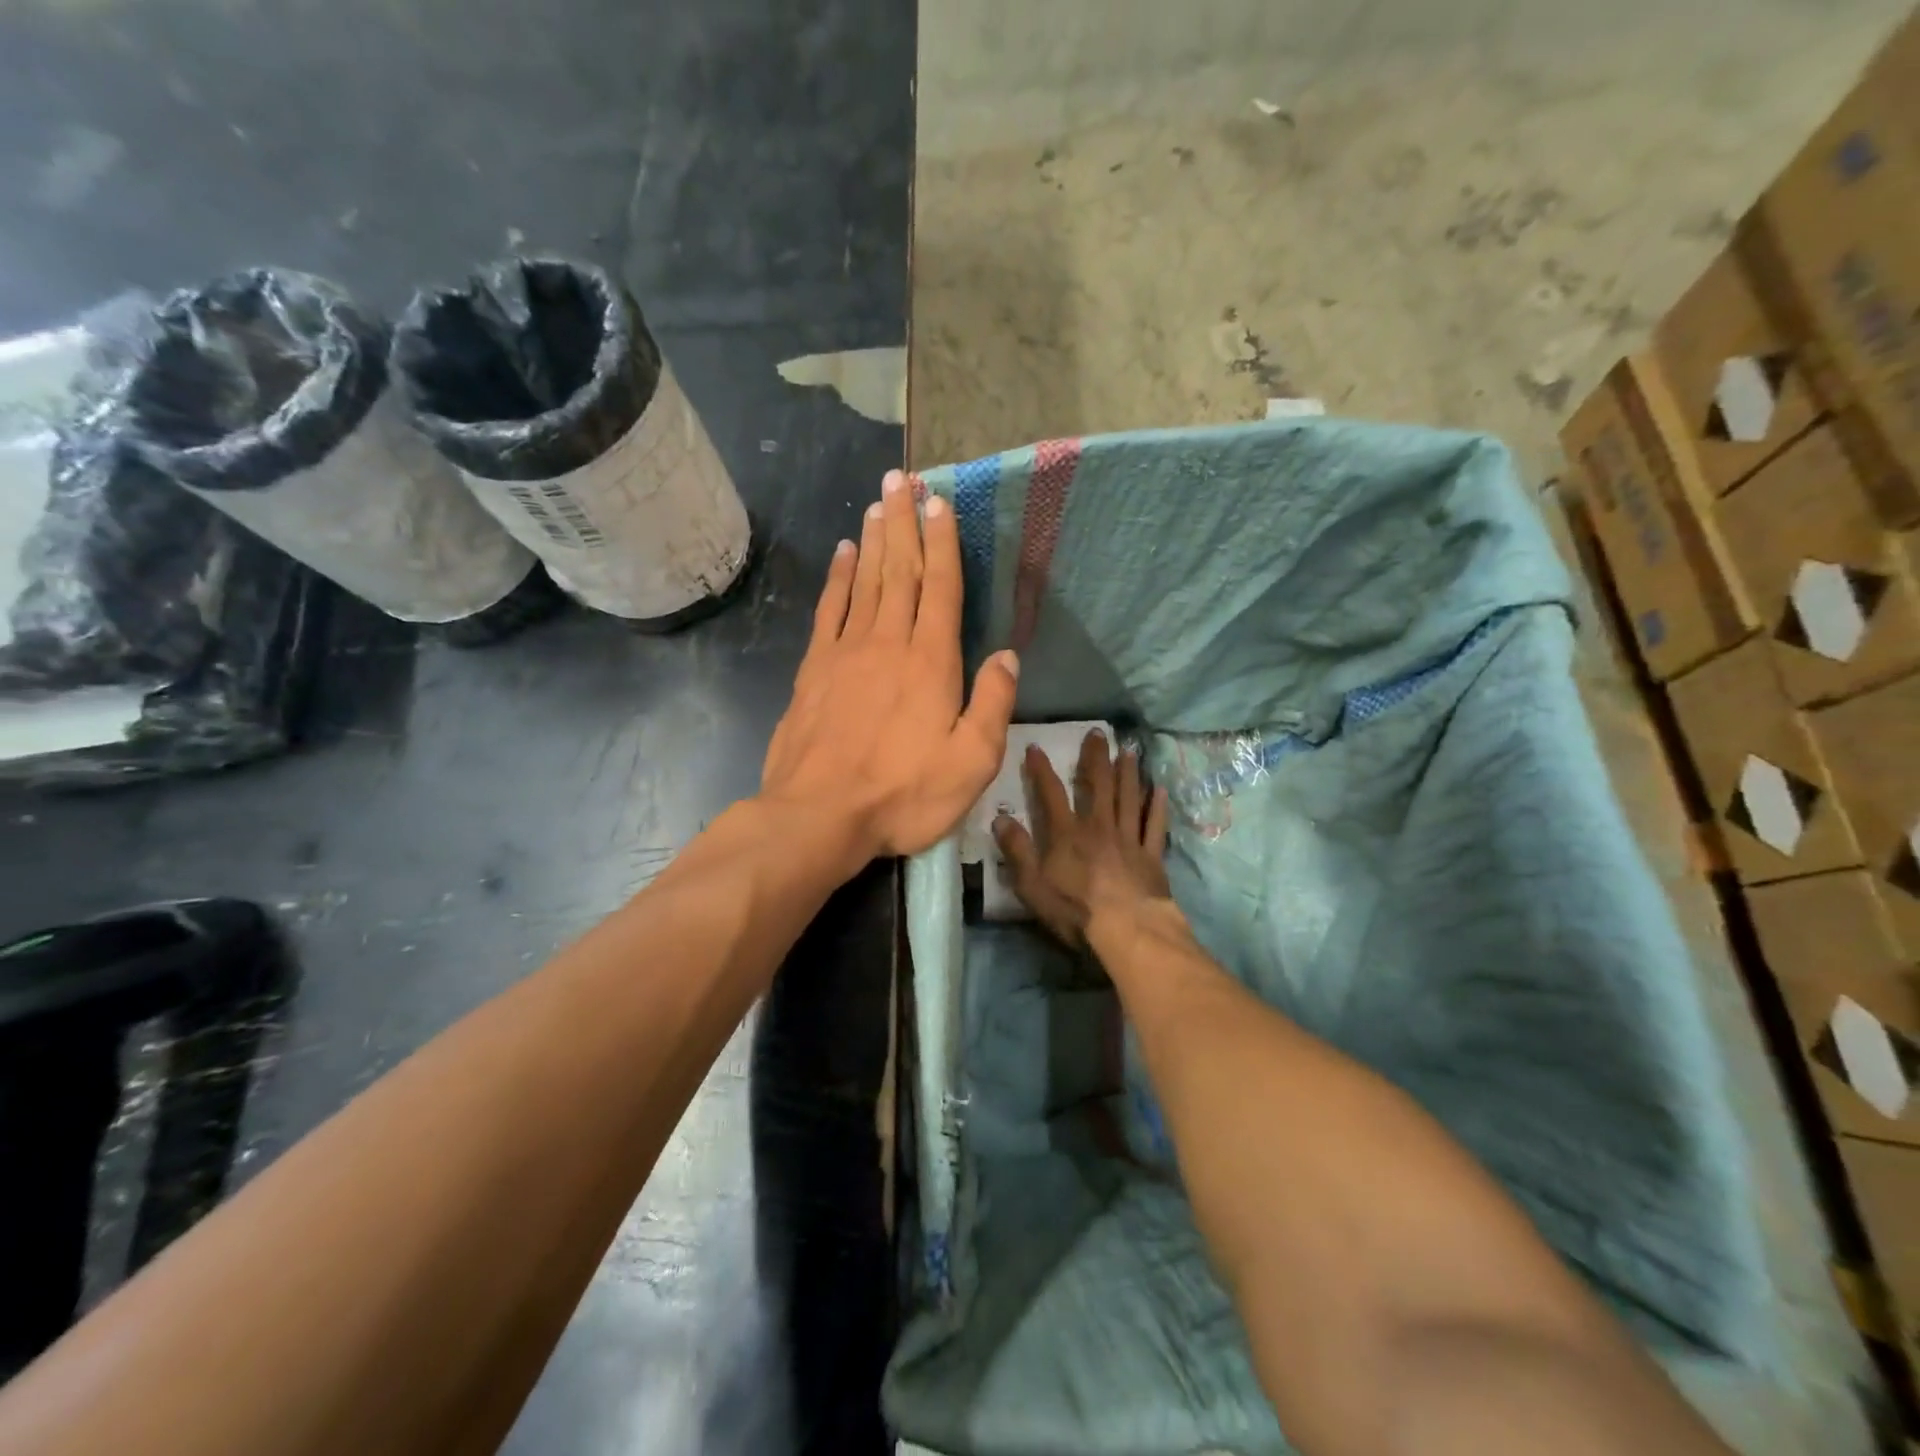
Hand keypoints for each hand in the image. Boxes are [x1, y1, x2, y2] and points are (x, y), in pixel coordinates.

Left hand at [761, 469, 1019, 866]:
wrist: (819, 815)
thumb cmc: (903, 794)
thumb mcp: (971, 763)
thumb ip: (993, 705)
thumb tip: (1008, 656)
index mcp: (931, 661)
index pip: (941, 587)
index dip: (943, 542)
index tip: (941, 501)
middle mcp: (888, 642)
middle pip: (900, 570)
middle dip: (904, 521)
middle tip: (903, 477)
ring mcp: (846, 652)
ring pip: (865, 581)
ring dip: (873, 538)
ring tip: (878, 501)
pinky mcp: (814, 669)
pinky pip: (829, 609)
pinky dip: (837, 577)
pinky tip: (842, 553)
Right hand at [993, 730, 1173, 948]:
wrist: (1127, 931)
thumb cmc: (1075, 911)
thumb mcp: (1032, 886)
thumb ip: (1017, 851)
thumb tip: (1000, 819)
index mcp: (1067, 834)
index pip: (1051, 793)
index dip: (1041, 770)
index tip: (1035, 747)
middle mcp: (1099, 827)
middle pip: (1098, 785)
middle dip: (1095, 757)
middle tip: (1098, 732)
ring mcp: (1128, 839)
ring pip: (1129, 798)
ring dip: (1128, 772)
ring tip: (1129, 750)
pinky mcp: (1151, 855)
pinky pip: (1155, 825)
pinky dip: (1157, 806)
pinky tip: (1159, 789)